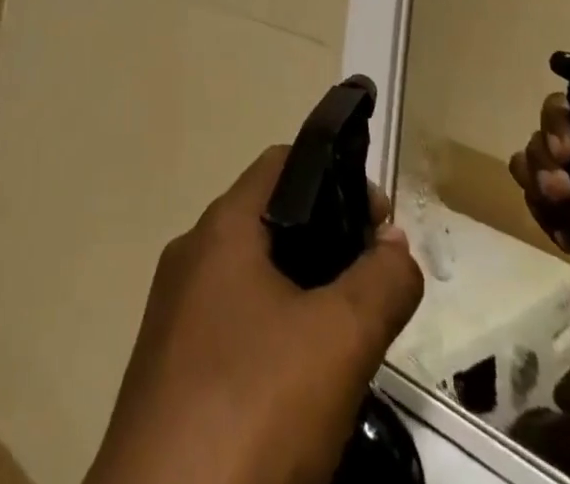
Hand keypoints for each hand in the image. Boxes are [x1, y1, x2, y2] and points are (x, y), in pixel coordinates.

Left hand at [85, 146, 424, 483]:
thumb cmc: (253, 406)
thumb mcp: (338, 341)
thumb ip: (380, 283)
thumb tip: (396, 242)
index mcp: (221, 228)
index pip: (282, 164)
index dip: (338, 177)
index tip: (382, 222)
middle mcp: (192, 256)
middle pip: (270, 222)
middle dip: (329, 243)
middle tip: (375, 287)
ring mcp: (176, 313)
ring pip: (254, 279)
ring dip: (305, 294)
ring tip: (349, 338)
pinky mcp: (172, 369)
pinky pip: (235, 326)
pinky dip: (276, 334)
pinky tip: (304, 386)